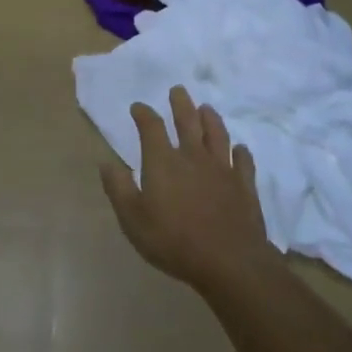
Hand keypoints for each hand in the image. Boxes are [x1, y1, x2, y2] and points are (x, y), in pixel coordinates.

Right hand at [100, 86, 285, 295]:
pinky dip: (241, 152)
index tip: (138, 107)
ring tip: (207, 108)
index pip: (151, 127)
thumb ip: (119, 189)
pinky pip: (243, 161)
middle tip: (178, 90)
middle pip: (187, 121)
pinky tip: (239, 149)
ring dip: (211, 119)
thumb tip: (106, 163)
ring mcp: (222, 169)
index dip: (143, 114)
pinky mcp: (244, 185)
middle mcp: (193, 156)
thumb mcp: (133, 219)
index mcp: (163, 161)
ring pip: (217, 134)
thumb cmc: (174, 241)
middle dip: (181, 103)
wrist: (229, 261)